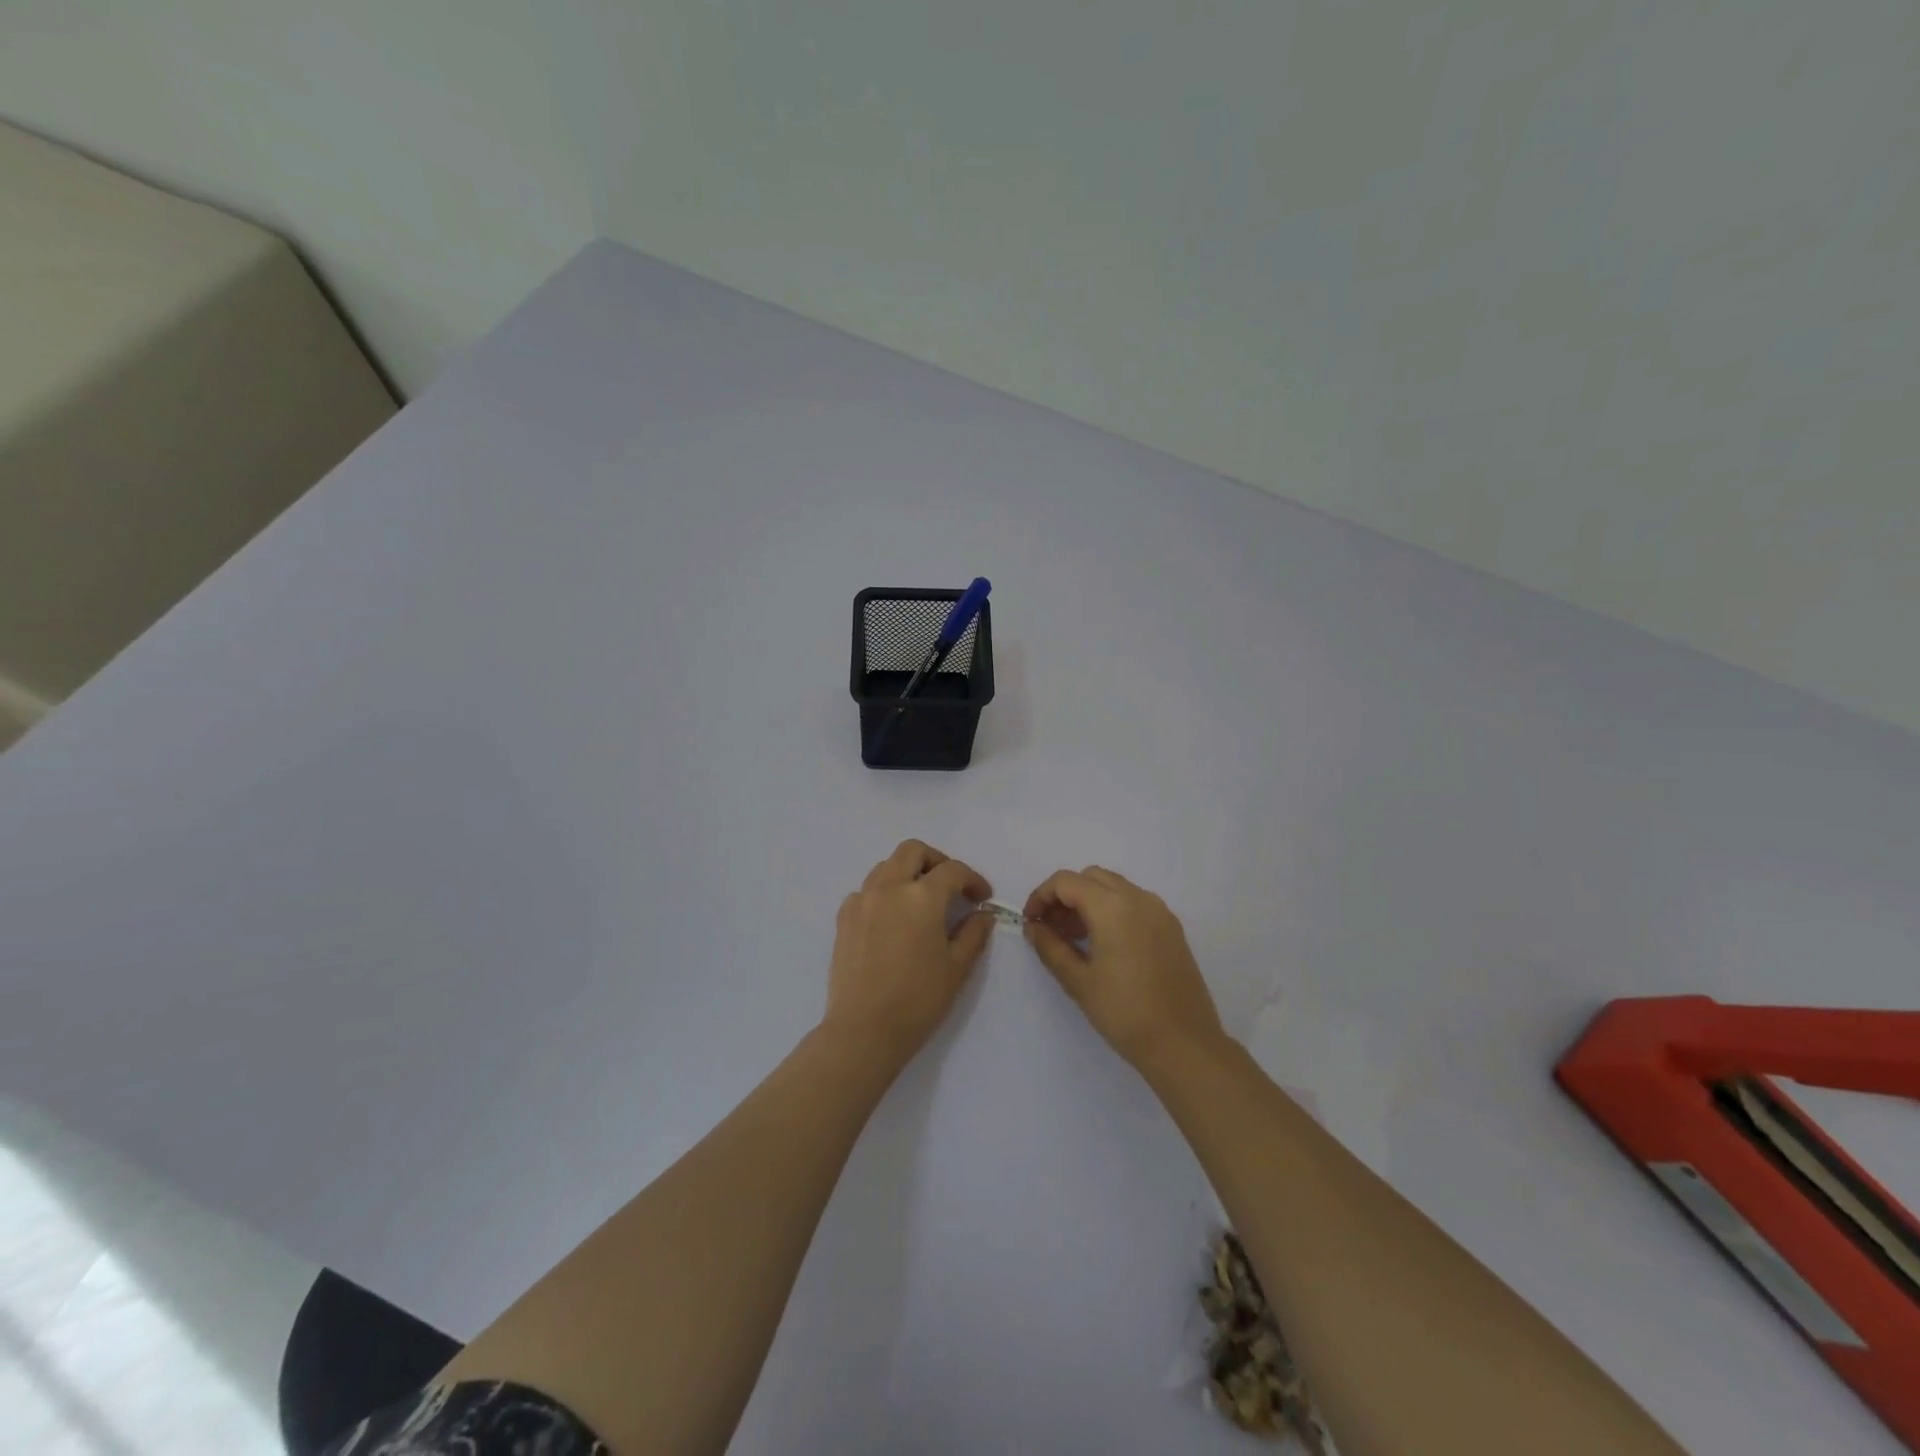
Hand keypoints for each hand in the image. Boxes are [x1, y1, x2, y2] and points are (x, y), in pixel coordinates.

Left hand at [824, 840, 993, 1062]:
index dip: (972, 879)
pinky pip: (867, 890)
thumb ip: (973, 933)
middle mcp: (889, 887)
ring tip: (921, 900)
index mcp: (922, 897)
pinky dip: (884, 892)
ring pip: (886, 866)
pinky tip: (892, 919)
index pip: (953, 870)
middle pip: (913, 851)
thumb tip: (982, 914)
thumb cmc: (918, 1000)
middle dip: (937, 861)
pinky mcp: (843, 917)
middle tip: (951, 886)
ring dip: (908, 872)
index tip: (982, 897)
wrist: (864, 1030)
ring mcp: (862, 900)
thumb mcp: (957, 968)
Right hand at [1023, 866, 1226, 1070]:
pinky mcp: (1172, 928)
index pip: (1066, 882)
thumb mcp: (1078, 981)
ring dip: (1089, 901)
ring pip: (1115, 887)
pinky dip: (1112, 910)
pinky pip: (1135, 903)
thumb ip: (1050, 946)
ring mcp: (1160, 912)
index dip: (1041, 896)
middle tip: (1051, 928)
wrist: (1184, 1045)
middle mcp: (1138, 898)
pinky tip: (1104, 945)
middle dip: (1065, 896)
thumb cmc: (1125, 1013)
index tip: (1031, 922)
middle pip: (1091, 877)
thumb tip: (1033, 927)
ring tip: (1074, 939)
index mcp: (1112, 907)